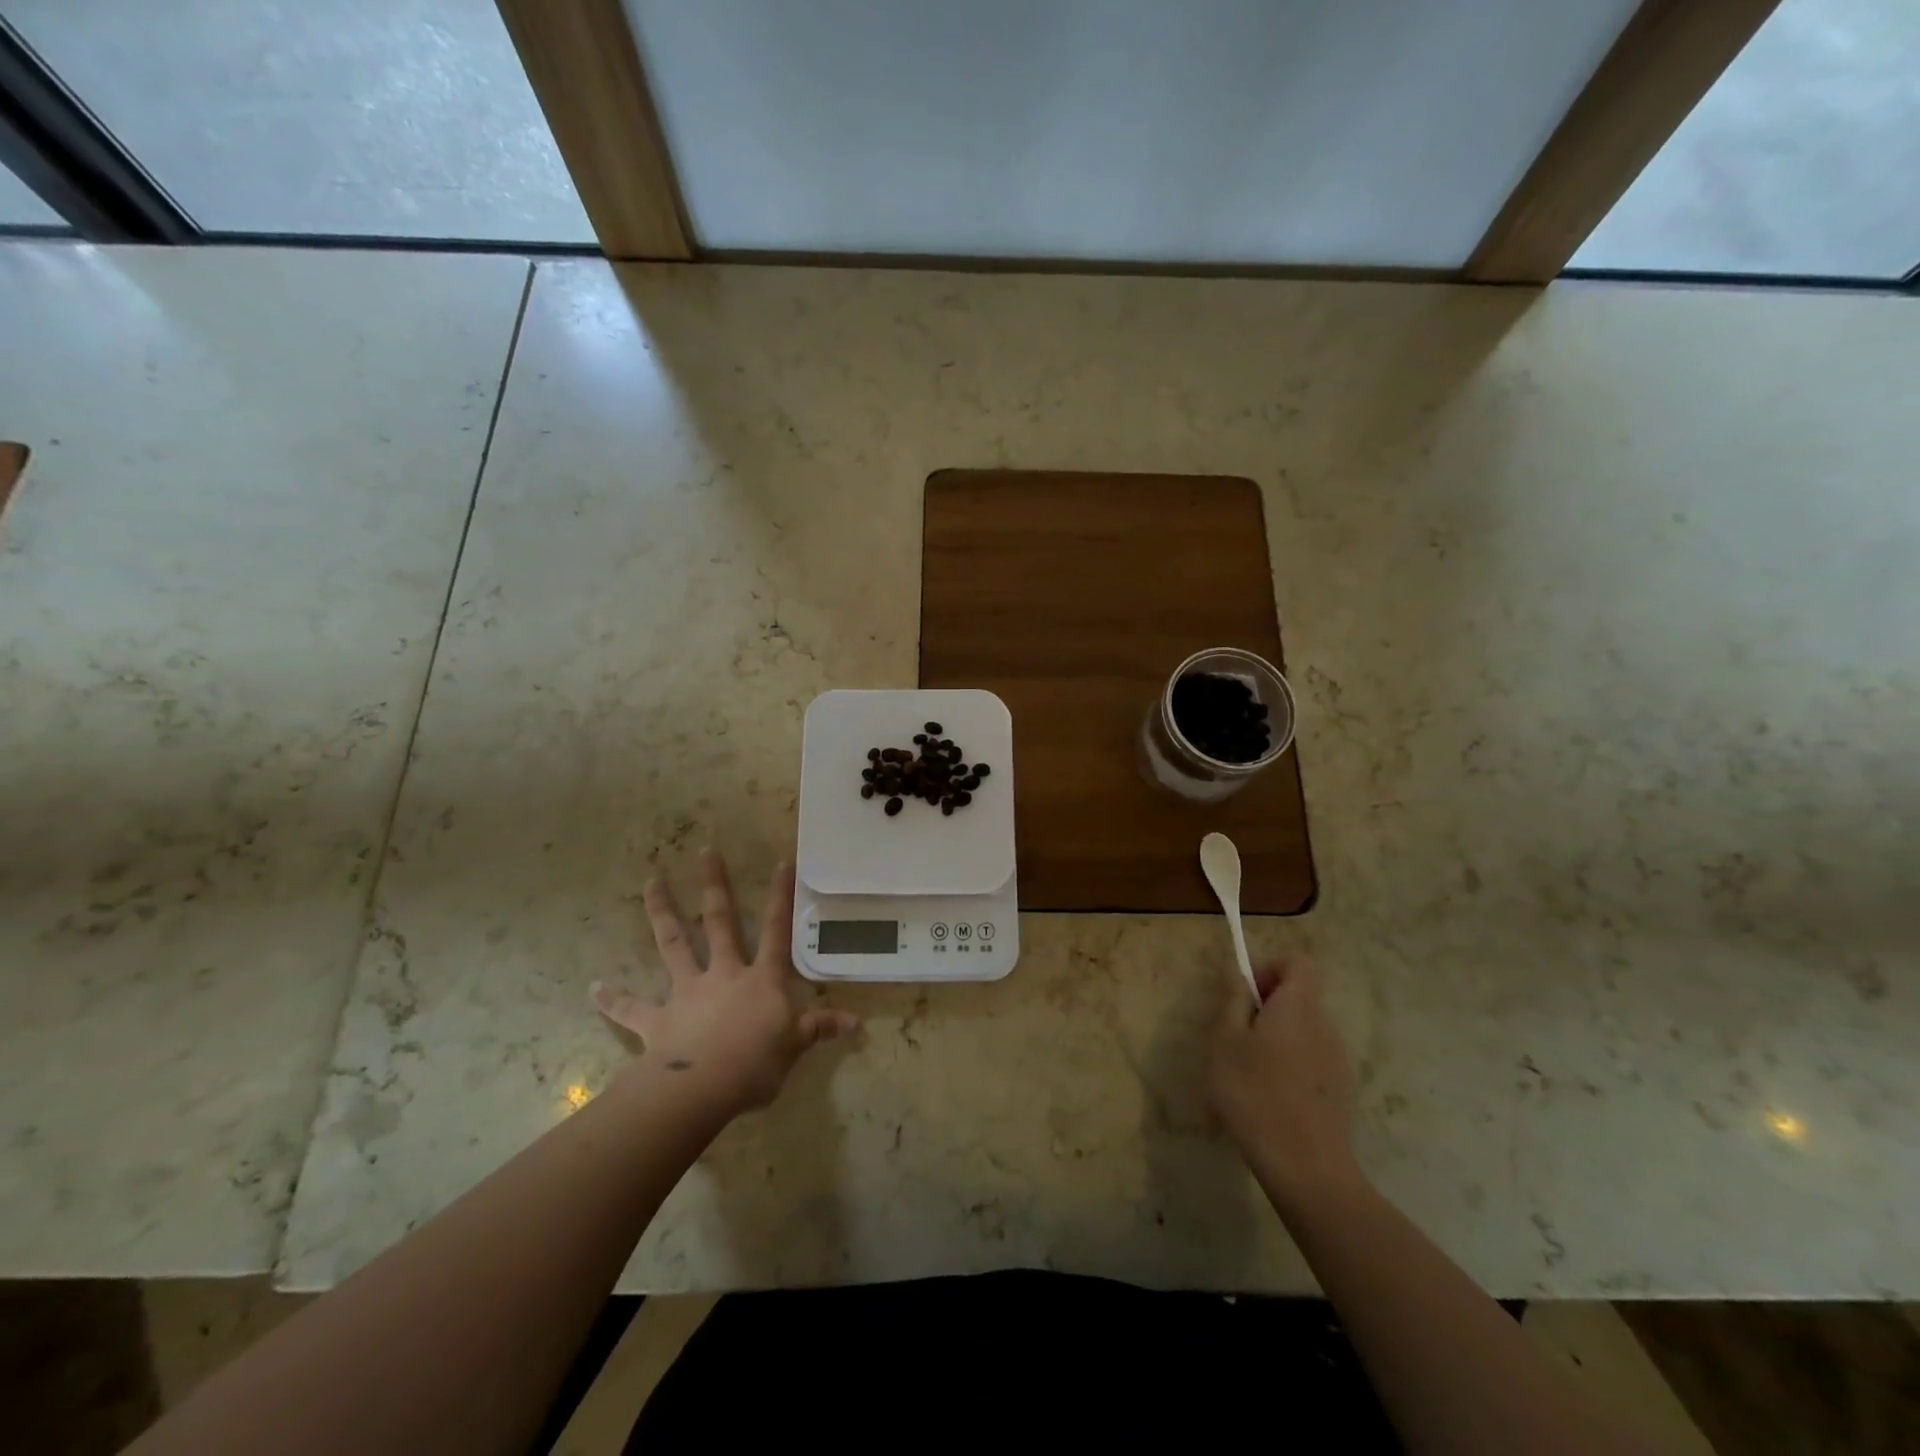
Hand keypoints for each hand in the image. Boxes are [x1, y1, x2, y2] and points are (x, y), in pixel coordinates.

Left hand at [591, 851, 857, 1118]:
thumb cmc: (755, 1065)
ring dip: (662, 911)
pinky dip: (612, 999)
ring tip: (650, 881)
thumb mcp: (794, 1048)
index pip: (776, 931)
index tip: (782, 862)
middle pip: (718, 922)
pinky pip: (631, 1008)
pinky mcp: (658, 1019)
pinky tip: (592, 988)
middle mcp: (723, 974)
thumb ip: (819, 1030)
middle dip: (715, 886)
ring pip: (673, 944)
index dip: (780, 897)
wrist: (702, 1088)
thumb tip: (856, 1024)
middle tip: (705, 852)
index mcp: (760, 980)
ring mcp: (687, 992)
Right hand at [1209, 957, 1361, 1209]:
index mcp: (1298, 1007)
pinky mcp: (1339, 1091)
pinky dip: (1287, 1067)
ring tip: (1243, 1074)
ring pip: (1300, 1032)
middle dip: (1263, 1008)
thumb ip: (1231, 999)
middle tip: (1232, 1037)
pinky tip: (1264, 1100)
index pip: (1298, 963)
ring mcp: (1337, 1061)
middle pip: (1298, 997)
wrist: (1306, 1169)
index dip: (1269, 969)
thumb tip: (1236, 971)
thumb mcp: (1225, 1040)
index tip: (1243, 995)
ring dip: (1272, 1040)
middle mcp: (1324, 1026)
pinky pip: (1308, 1061)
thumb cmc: (1254, 1094)